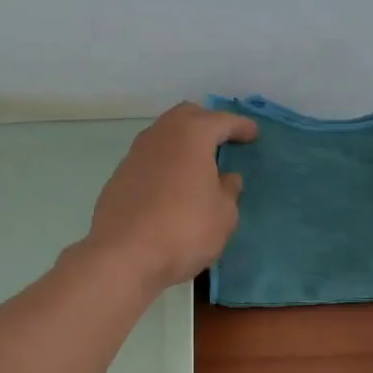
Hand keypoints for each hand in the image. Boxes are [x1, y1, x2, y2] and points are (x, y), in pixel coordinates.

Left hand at [86, 104, 257, 289]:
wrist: (123, 256)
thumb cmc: (184, 230)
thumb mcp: (223, 215)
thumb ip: (229, 191)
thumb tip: (226, 178)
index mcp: (191, 135)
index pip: (221, 121)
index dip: (240, 126)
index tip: (253, 133)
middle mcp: (160, 135)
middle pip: (186, 116)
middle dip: (207, 123)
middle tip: (223, 141)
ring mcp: (135, 155)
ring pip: (164, 136)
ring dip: (183, 144)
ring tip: (199, 164)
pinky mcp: (119, 177)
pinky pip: (150, 160)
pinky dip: (166, 164)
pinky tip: (173, 186)